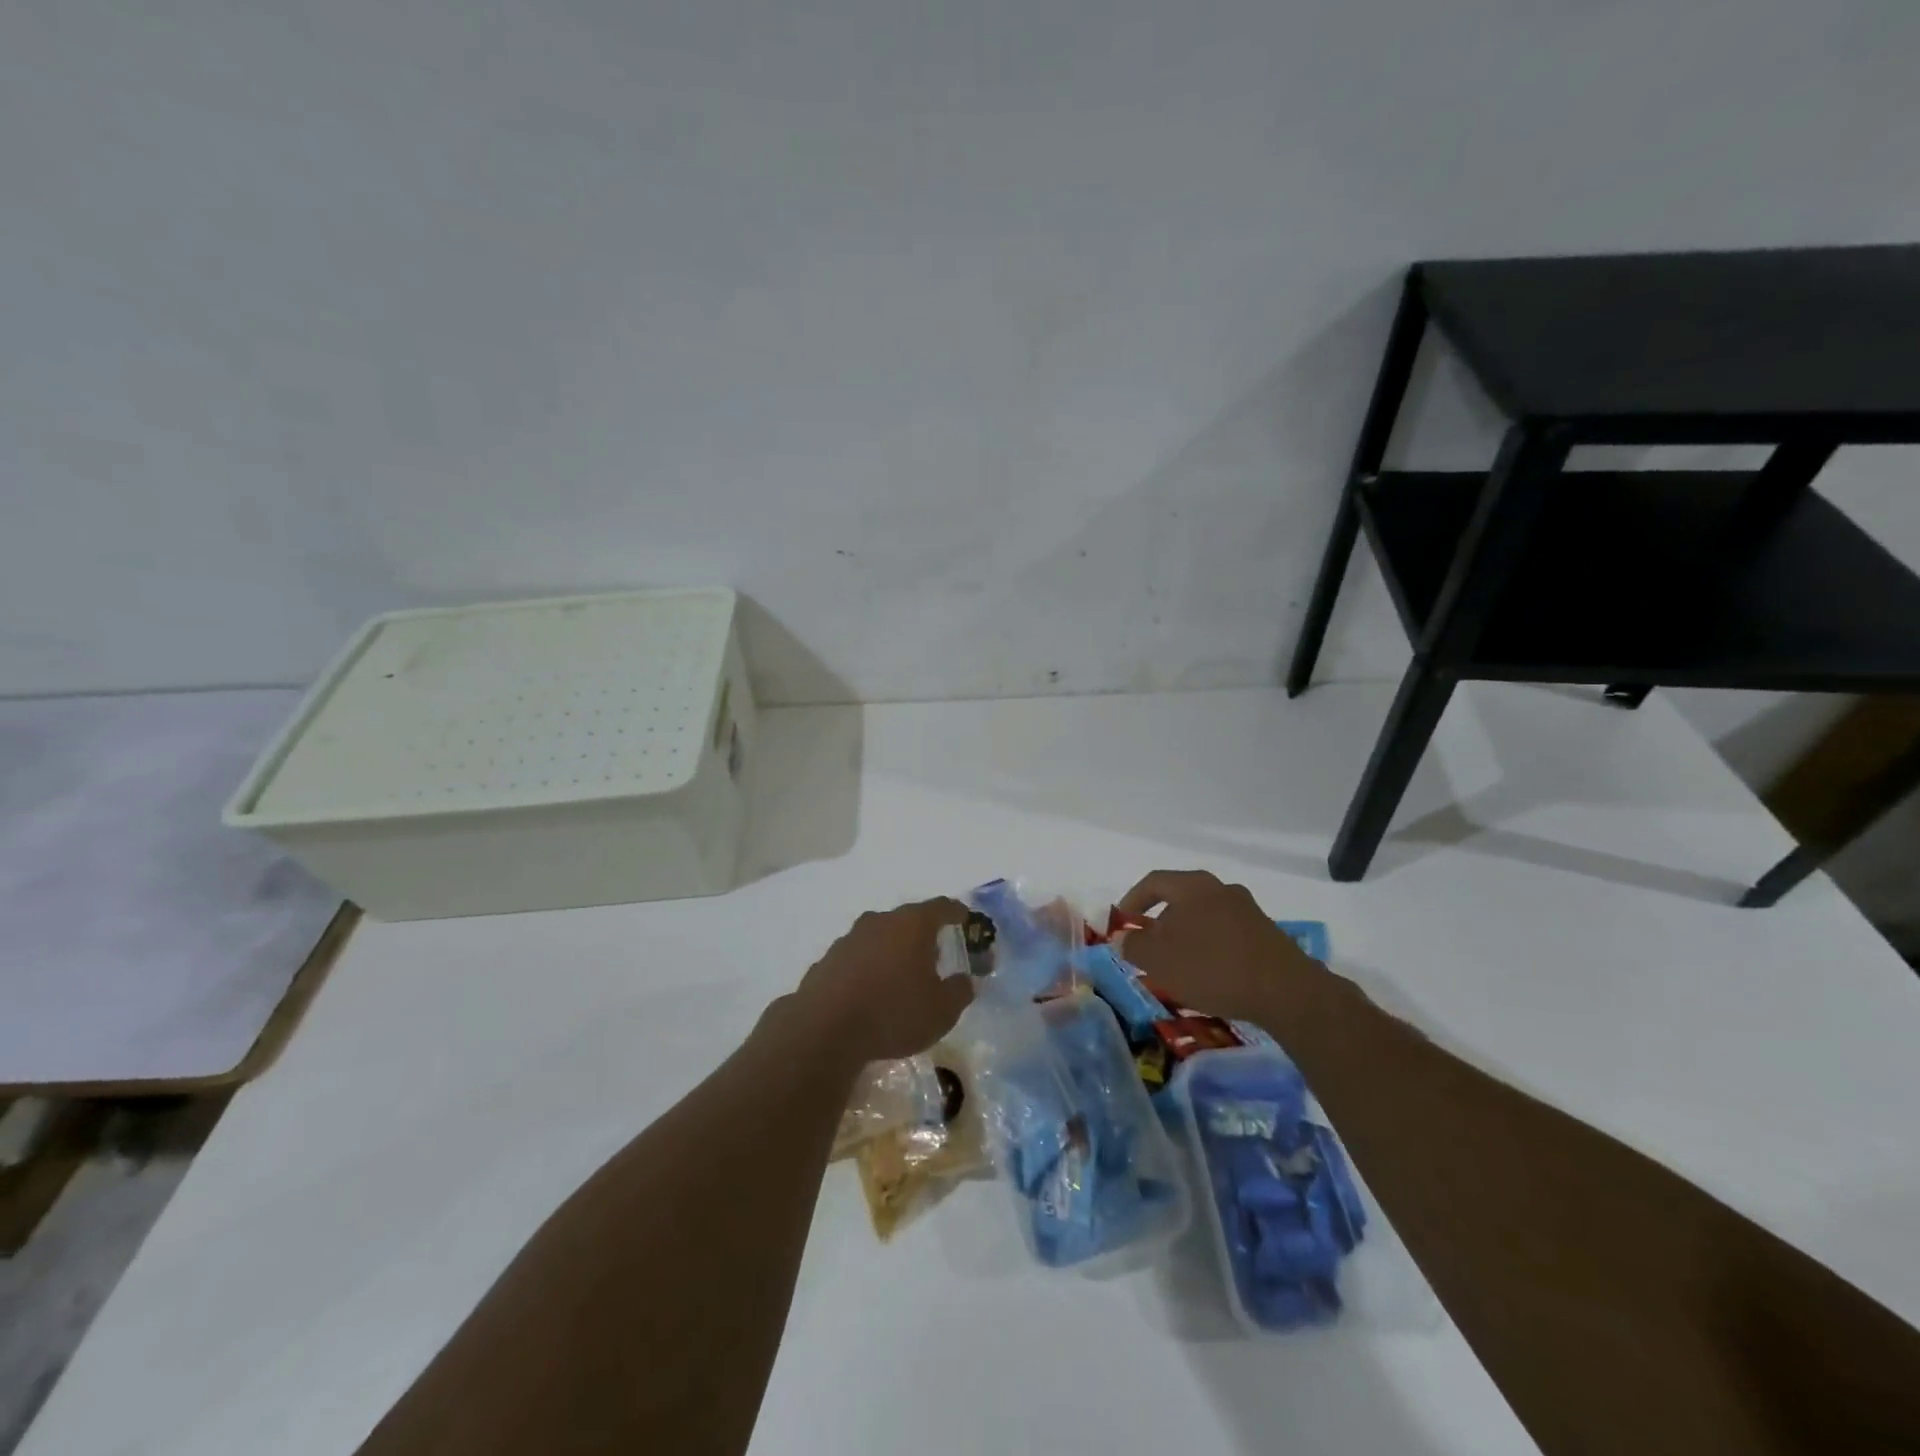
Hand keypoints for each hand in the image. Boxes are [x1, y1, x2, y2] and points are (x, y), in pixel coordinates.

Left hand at [793, 899, 974, 1063]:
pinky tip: (870, 993)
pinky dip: (867, 969)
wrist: (824, 1030)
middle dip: (922, 935)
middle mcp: (880, 922)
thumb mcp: (942, 1011)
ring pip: (879, 938)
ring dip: (892, 951)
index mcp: (912, 925)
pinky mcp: (826, 961)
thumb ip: (960, 991)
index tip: (964, 918)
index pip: (941, 907)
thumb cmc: (893, 1013)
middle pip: (907, 920)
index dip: (955, 912)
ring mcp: (849, 939)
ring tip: (901, 976)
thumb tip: (965, 980)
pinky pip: (856, 959)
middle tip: (935, 955)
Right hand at [1115, 870, 1325, 1030]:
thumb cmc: (1212, 967)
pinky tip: (1209, 973)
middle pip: (1180, 898)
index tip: (1122, 923)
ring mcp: (1247, 910)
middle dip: (1160, 921)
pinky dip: (1210, 947)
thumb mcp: (1160, 960)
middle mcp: (1220, 888)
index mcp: (1192, 886)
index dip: (1132, 900)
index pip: (1153, 882)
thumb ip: (1134, 946)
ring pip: (1204, 916)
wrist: (1285, 991)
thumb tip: (1122, 938)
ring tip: (1178, 964)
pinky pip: (1226, 933)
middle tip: (1149, 946)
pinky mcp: (1266, 933)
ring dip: (1186, 936)